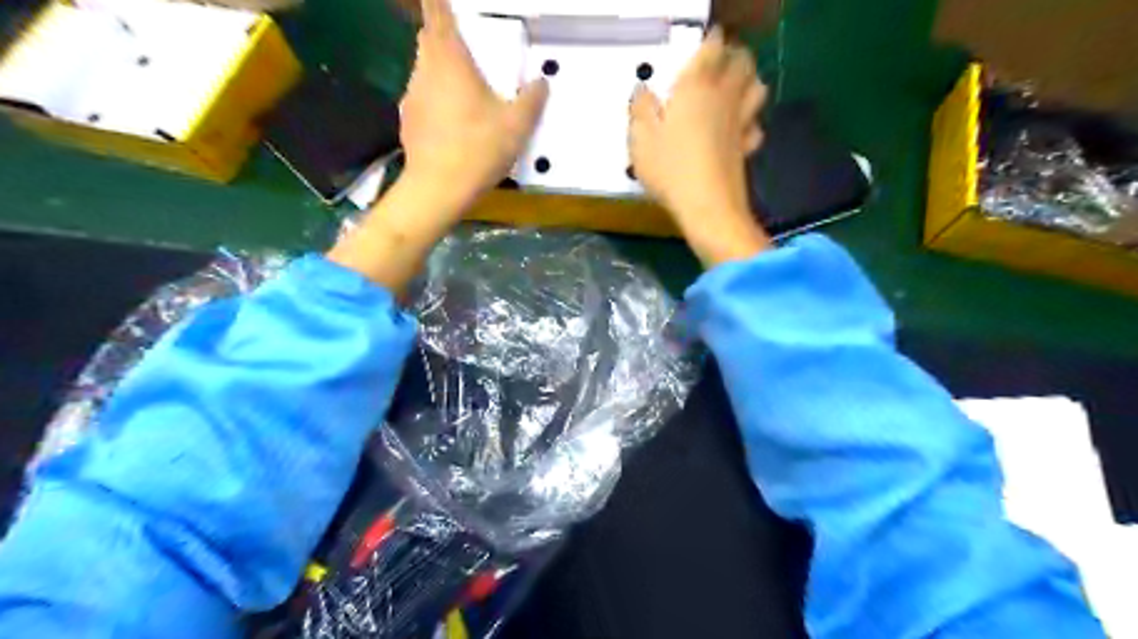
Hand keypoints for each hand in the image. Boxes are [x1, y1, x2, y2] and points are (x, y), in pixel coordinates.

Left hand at [326, 0, 547, 292]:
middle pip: (428, 39)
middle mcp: (425, 71)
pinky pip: (422, 97)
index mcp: (450, 61)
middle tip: (467, 50)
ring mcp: (411, 95)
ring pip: (425, 70)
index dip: (438, 2)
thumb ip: (532, 100)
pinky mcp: (407, 119)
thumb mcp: (517, 126)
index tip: (440, 0)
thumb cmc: (478, 149)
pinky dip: (436, 99)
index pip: (437, 14)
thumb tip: (542, 82)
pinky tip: (452, 124)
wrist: (438, 189)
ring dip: (442, 71)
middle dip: (443, 36)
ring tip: (466, 94)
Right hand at [626, 27, 769, 262]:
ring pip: (757, 88)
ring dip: (747, 81)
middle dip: (732, 56)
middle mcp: (724, 98)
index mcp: (697, 88)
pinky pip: (755, 125)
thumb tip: (642, 93)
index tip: (699, 47)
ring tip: (731, 89)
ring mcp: (740, 123)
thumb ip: (640, 110)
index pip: (712, 47)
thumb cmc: (671, 170)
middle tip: (715, 63)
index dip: (708, 42)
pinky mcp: (747, 147)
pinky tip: (737, 129)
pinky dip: (750, 121)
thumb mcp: (641, 140)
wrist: (707, 208)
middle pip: (742, 61)